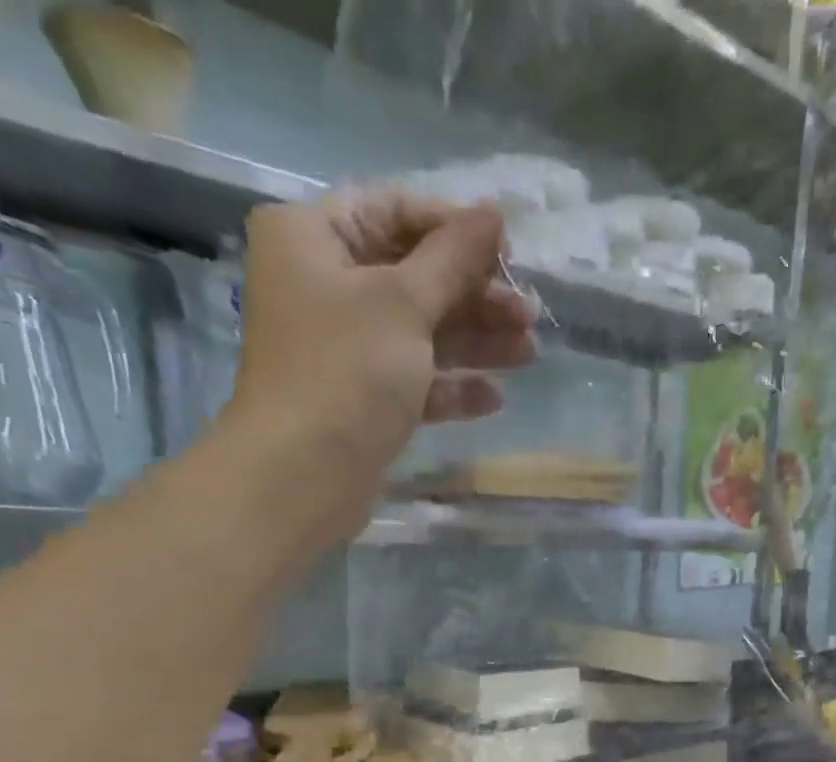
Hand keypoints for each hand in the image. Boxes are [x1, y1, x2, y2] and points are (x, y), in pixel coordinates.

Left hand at [220, 191, 538, 545]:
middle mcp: (323, 286)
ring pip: (420, 332)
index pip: (395, 212)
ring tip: (529, 354)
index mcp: (313, 238)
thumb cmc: (347, 371)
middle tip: (530, 315)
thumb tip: (495, 212)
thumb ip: (454, 257)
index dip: (455, 229)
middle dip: (475, 296)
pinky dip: (452, 387)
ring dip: (475, 342)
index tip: (509, 255)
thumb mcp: (405, 303)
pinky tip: (495, 398)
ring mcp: (343, 348)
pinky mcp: (362, 400)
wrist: (305, 475)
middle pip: (414, 276)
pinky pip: (414, 380)